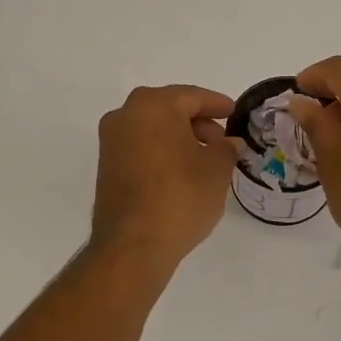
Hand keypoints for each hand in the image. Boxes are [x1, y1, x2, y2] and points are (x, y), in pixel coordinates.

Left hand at [92, 85, 240, 267]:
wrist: (134, 244)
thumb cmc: (181, 196)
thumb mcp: (216, 169)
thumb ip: (226, 149)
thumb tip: (229, 143)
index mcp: (153, 106)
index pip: (192, 96)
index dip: (217, 104)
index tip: (234, 112)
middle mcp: (125, 116)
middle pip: (169, 109)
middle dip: (198, 122)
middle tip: (221, 141)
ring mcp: (111, 142)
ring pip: (153, 129)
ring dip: (179, 138)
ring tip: (205, 160)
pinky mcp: (106, 167)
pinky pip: (141, 148)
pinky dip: (162, 152)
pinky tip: (182, 173)